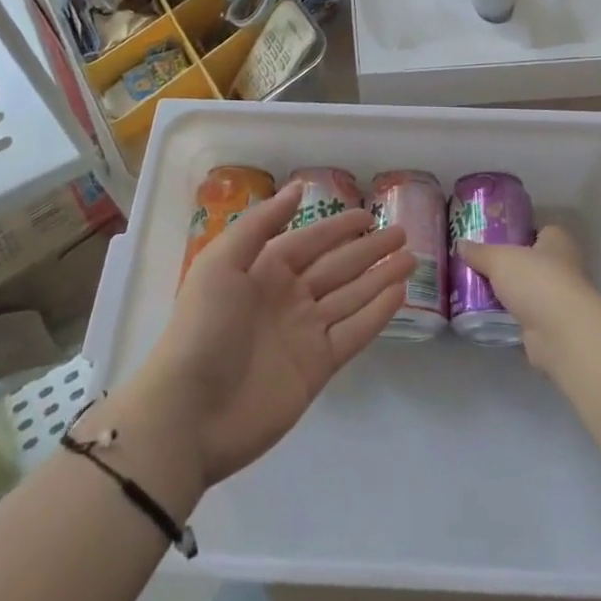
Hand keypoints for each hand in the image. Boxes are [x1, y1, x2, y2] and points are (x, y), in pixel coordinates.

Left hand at [137, 180, 411, 486]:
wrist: (189, 412)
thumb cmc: (202, 327)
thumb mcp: (221, 262)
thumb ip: (260, 224)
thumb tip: (297, 188)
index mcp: (263, 271)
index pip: (310, 241)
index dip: (339, 227)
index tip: (369, 214)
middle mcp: (287, 298)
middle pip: (337, 267)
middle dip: (369, 249)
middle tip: (402, 233)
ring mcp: (304, 333)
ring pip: (351, 297)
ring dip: (380, 277)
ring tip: (411, 258)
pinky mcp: (317, 367)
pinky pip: (353, 332)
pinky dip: (377, 313)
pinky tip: (399, 293)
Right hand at [455, 225, 598, 372]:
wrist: (561, 334)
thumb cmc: (536, 281)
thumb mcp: (499, 259)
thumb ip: (480, 252)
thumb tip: (461, 244)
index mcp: (558, 241)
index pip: (540, 230)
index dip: (519, 232)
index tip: (494, 237)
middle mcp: (564, 267)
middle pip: (533, 261)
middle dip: (510, 265)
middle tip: (480, 264)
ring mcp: (560, 299)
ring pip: (529, 290)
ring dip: (510, 292)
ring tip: (477, 289)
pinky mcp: (552, 326)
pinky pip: (526, 314)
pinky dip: (512, 315)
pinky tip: (488, 314)